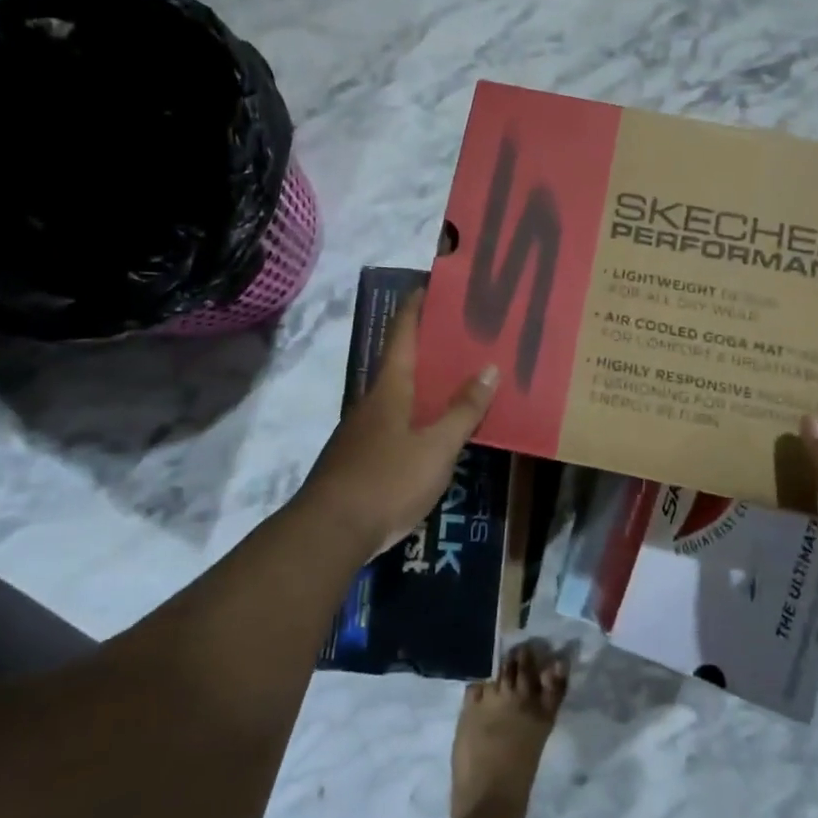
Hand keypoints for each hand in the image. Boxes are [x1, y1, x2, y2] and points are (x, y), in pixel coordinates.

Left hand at [301, 290, 498, 555]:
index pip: (402, 333)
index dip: (416, 306)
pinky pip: (396, 422)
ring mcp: (363, 430)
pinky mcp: (361, 457)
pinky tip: (436, 429)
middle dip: (430, 345)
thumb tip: (489, 367)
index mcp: (390, 387)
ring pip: (400, 394)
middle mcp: (373, 400)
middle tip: (465, 334)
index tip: (432, 284)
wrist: (329, 533)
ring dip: (426, 383)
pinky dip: (418, 414)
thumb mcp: (436, 447)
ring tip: (459, 379)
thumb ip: (463, 410)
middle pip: (402, 361)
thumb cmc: (387, 480)